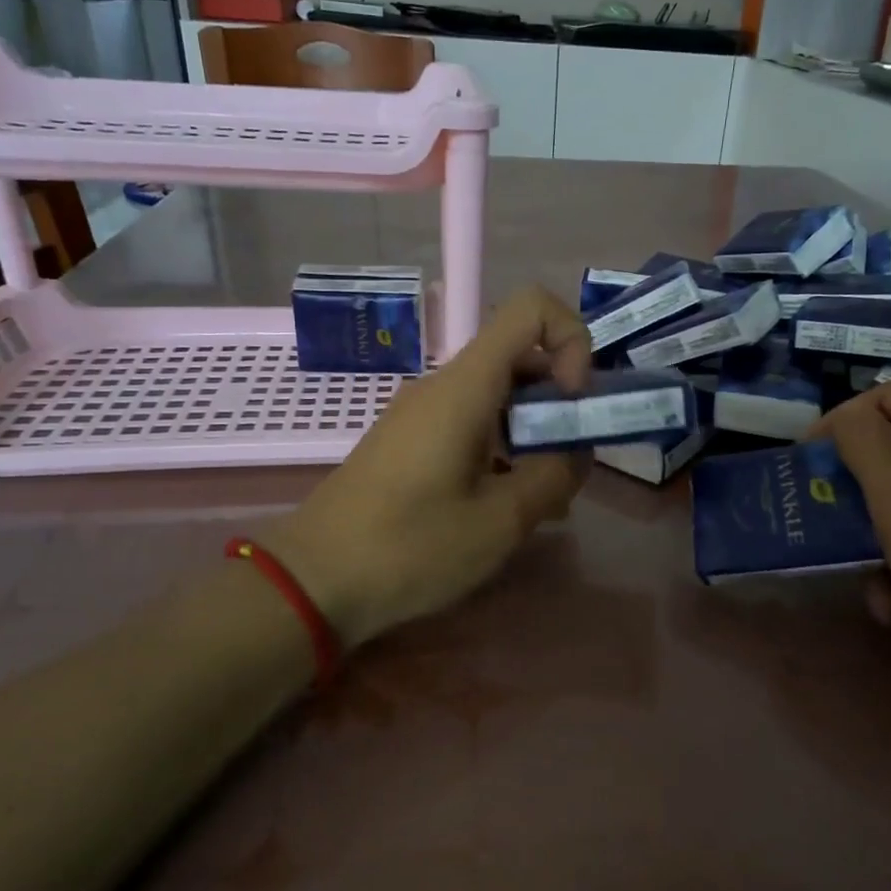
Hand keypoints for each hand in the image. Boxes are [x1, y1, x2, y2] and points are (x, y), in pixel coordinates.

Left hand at [263, 286, 591, 648]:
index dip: (571, 339)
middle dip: (561, 399)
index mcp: (465, 386)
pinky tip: (509, 504)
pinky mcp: (411, 442)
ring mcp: (423, 413)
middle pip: (520, 357)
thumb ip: (554, 476)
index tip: (574, 403)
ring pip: (499, 395)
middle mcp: (443, 386)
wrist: (312, 581)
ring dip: (536, 431)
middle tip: (572, 463)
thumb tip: (577, 452)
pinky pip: (472, 423)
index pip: (530, 308)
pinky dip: (505, 448)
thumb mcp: (500, 520)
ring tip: (548, 497)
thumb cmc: (410, 547)